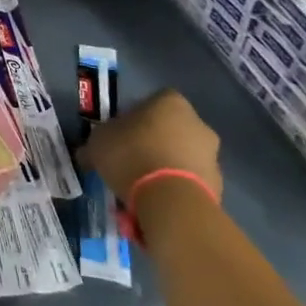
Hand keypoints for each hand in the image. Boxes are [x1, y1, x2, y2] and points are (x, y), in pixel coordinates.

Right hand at [80, 89, 222, 204]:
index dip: (136, 116)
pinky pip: (190, 183)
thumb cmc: (131, 156)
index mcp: (170, 103)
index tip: (121, 134)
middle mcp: (198, 124)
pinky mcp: (217, 187)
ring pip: (182, 158)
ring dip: (166, 168)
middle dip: (154, 144)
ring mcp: (212, 157)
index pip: (153, 101)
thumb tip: (87, 154)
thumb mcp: (97, 144)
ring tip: (141, 189)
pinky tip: (156, 204)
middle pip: (171, 130)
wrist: (171, 201)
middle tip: (130, 162)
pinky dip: (175, 190)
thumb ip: (96, 144)